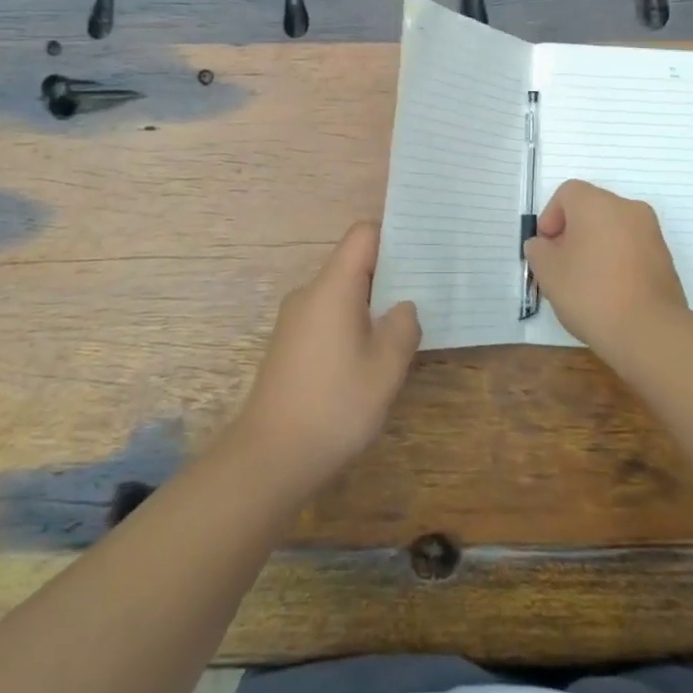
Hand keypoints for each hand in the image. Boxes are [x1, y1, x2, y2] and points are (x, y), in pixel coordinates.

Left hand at [230, 223, 420, 502]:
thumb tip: (403, 308)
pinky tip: (366, 360)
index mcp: (333, 287)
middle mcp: (309, 293)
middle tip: (423, 296)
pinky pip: (327, 317)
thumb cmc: (334, 405)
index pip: (363, 234)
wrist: (269, 458)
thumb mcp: (385, 368)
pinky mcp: (288, 345)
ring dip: (371, 305)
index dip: (393, 236)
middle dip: (388, 275)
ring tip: (399, 332)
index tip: (422, 254)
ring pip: (340, 294)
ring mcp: (294, 319)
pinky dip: (351, 325)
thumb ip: (403, 327)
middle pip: (352, 263)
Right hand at [525, 180, 689, 358]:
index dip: (550, 217)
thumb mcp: (548, 272)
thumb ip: (538, 250)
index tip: (546, 249)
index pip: (567, 193)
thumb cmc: (590, 292)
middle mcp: (628, 208)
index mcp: (597, 203)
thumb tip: (544, 246)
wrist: (649, 331)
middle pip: (591, 209)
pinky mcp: (665, 258)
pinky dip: (616, 261)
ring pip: (613, 229)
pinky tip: (608, 292)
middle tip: (561, 265)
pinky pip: (631, 249)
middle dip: (572, 233)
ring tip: (585, 283)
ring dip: (595, 247)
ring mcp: (651, 233)